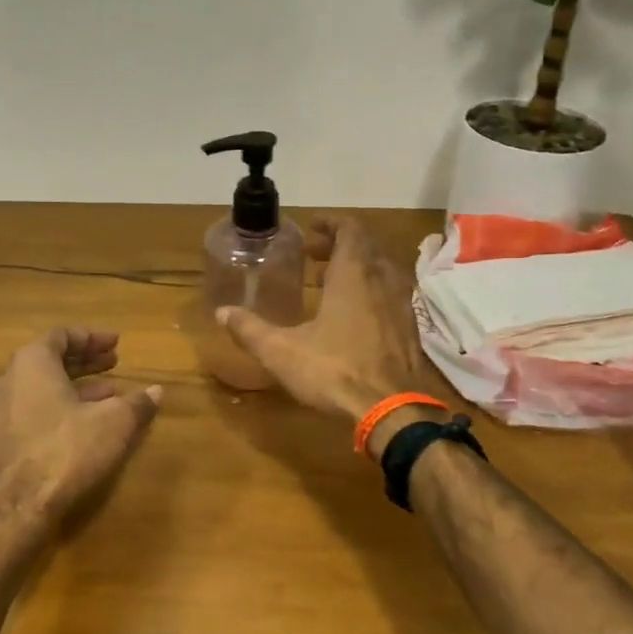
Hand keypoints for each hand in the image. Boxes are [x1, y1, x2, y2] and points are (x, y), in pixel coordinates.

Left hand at [0, 327, 162, 517]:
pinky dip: (60, 408)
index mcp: (31, 363)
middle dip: (85, 361)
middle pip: (49, 360)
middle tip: (114, 362)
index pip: (61, 335)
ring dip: (75, 386)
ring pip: (41, 388)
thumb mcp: (114, 422)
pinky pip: (33, 411)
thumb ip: (137, 403)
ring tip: (109, 393)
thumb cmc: (67, 449)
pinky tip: (86, 424)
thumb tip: (157, 391)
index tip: (116, 344)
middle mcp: (8, 381)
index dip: (92, 337)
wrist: (18, 506)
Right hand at [218, 216, 436, 421]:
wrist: (392, 411)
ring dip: (357, 268)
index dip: (331, 223)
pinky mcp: (410, 329)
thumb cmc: (335, 371)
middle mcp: (383, 280)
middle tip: (313, 255)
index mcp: (354, 274)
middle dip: (340, 244)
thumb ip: (250, 330)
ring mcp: (401, 305)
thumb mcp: (281, 351)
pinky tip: (353, 316)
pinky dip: (371, 291)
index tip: (311, 228)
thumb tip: (221, 313)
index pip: (351, 229)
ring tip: (330, 283)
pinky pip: (390, 294)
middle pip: (367, 246)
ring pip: (382, 270)